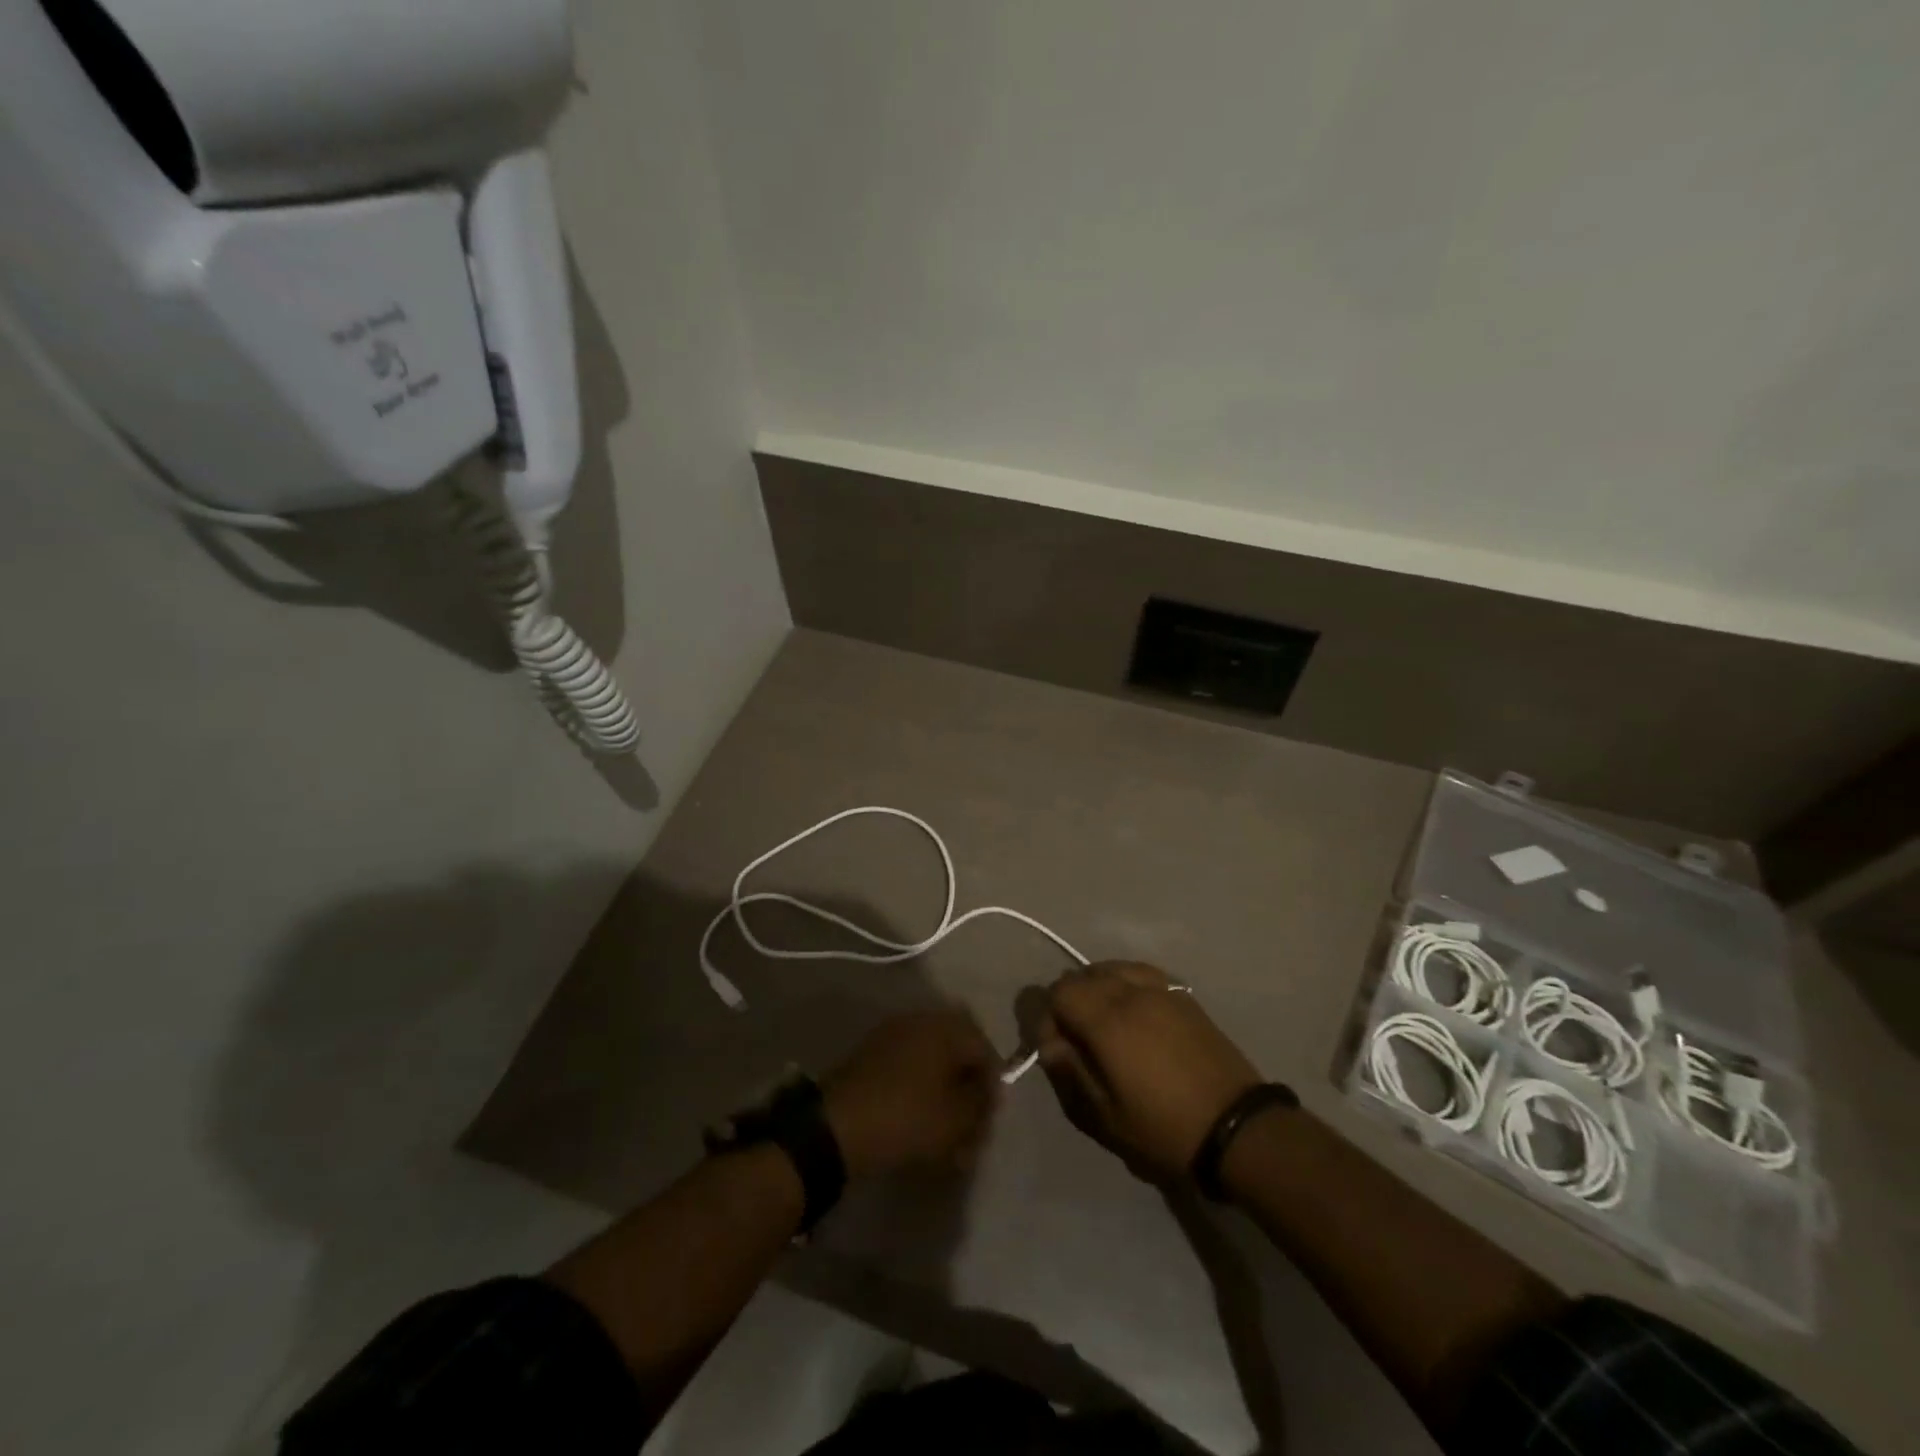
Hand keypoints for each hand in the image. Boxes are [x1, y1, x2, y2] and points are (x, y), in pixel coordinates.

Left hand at [822, 1008, 999, 1176]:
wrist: (836, 1127)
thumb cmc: (906, 1118)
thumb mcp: (956, 1118)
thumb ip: (980, 1103)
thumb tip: (986, 1093)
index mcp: (944, 1027)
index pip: (984, 1048)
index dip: (992, 1085)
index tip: (989, 1119)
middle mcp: (920, 1021)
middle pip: (957, 1053)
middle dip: (967, 1089)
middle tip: (970, 1126)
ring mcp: (892, 1035)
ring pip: (932, 1062)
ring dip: (944, 1093)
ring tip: (946, 1134)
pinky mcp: (872, 1056)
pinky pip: (909, 1069)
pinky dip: (920, 1092)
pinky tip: (920, 1124)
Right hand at [1037, 963, 1262, 1183]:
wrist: (1238, 1129)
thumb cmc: (1164, 1129)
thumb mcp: (1105, 1118)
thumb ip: (1069, 1074)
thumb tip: (1050, 1044)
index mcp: (1107, 1020)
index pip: (1059, 992)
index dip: (1048, 1018)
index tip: (1058, 1050)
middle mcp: (1130, 993)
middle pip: (1082, 975)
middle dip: (1069, 1002)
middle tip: (1077, 1041)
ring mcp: (1160, 990)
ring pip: (1112, 968)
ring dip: (1097, 988)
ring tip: (1104, 1023)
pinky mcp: (1183, 996)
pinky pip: (1140, 972)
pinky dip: (1125, 982)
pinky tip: (1132, 1011)